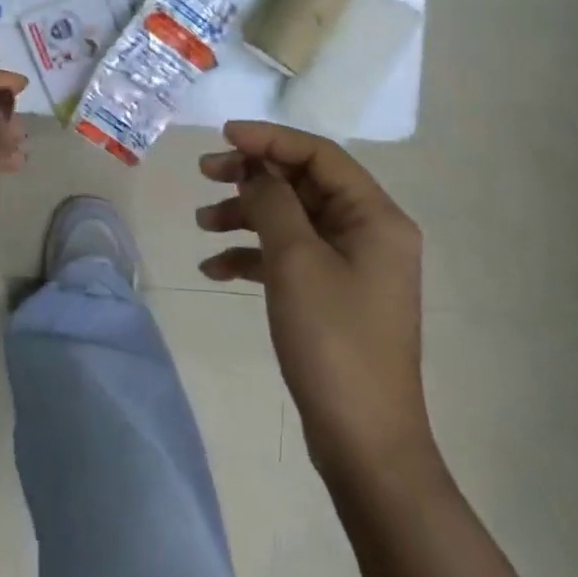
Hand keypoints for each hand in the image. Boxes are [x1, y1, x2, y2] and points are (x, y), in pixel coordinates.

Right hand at [196, 121, 431, 481]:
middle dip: (252, 176)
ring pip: (291, 219)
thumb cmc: (333, 340)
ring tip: (202, 223)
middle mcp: (368, 233)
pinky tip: (216, 268)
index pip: (319, 155)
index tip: (223, 137)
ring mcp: (351, 265)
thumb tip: (255, 168)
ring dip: (246, 214)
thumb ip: (272, 201)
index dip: (270, 139)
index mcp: (375, 217)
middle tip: (204, 173)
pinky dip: (253, 255)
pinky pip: (288, 256)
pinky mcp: (332, 294)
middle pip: (303, 184)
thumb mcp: (295, 260)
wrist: (363, 440)